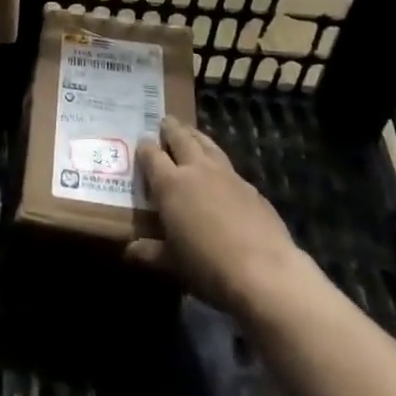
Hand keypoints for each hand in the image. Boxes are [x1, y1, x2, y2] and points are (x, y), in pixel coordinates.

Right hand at [127, 119, 305, 318]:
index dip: (144, 147)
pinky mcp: (251, 187)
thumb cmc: (208, 267)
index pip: (151, 155)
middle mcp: (197, 170)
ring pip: (207, 144)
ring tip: (190, 132)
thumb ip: (149, 252)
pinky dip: (218, 161)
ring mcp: (227, 175)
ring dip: (196, 136)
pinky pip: (228, 165)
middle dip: (170, 128)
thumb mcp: (172, 264)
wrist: (265, 273)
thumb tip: (130, 250)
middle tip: (164, 122)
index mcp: (170, 184)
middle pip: (181, 138)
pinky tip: (220, 173)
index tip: (141, 143)